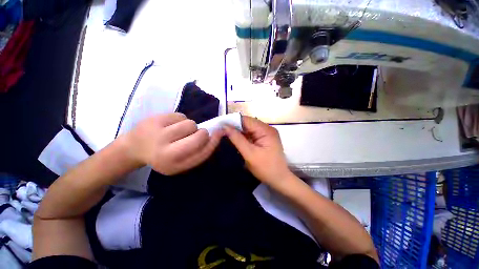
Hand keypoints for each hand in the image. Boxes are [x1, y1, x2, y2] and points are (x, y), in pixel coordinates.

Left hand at [124, 113, 222, 174]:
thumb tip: (217, 133)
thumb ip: (200, 151)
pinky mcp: (154, 120)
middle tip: (193, 134)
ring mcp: (159, 135)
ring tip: (178, 131)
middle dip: (202, 133)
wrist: (134, 147)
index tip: (219, 133)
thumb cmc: (163, 155)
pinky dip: (180, 119)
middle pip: (199, 136)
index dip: (214, 141)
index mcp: (175, 166)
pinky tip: (170, 125)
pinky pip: (180, 115)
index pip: (203, 152)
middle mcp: (166, 153)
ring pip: (191, 124)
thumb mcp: (182, 161)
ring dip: (190, 126)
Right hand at [224, 116, 292, 186]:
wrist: (279, 179)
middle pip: (248, 123)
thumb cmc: (265, 168)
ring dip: (239, 131)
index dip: (233, 121)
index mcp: (266, 130)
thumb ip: (237, 139)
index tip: (220, 125)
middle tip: (221, 130)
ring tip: (226, 134)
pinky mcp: (265, 139)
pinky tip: (236, 139)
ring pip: (249, 128)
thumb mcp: (249, 154)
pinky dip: (244, 136)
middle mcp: (267, 128)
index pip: (246, 120)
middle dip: (235, 126)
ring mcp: (267, 133)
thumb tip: (225, 127)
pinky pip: (252, 134)